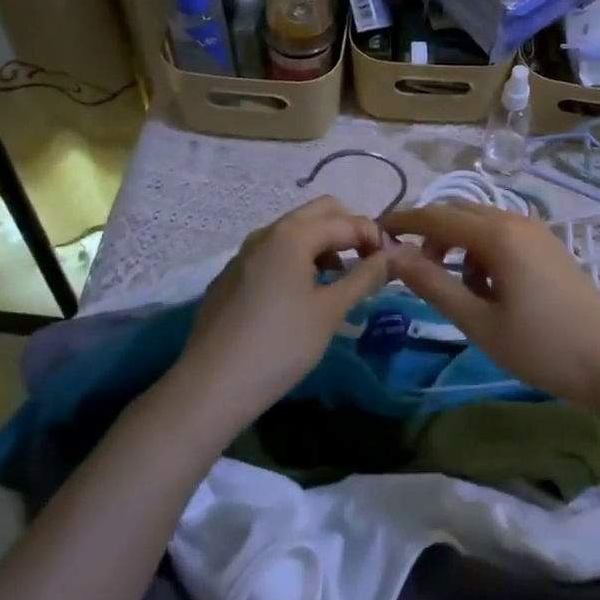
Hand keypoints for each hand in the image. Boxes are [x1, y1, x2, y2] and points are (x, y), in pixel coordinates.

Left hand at [179, 197, 388, 425]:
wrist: (210, 387)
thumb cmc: (280, 345)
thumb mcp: (330, 311)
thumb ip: (364, 277)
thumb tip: (389, 256)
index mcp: (293, 235)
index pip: (346, 221)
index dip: (373, 236)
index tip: (389, 262)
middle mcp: (266, 233)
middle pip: (318, 213)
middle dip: (347, 230)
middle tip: (364, 262)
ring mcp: (243, 253)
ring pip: (293, 231)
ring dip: (321, 244)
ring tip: (336, 281)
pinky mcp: (230, 276)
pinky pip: (272, 253)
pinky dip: (295, 260)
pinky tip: (298, 297)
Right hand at [382, 201, 599, 409]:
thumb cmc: (540, 344)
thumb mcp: (478, 320)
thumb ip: (433, 284)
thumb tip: (391, 256)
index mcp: (497, 233)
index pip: (437, 215)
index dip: (405, 222)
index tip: (376, 234)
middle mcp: (515, 220)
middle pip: (459, 212)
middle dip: (432, 235)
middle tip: (414, 271)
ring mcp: (536, 231)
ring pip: (482, 224)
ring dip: (459, 246)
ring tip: (459, 292)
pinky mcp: (548, 246)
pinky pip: (503, 235)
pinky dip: (483, 253)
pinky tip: (490, 291)